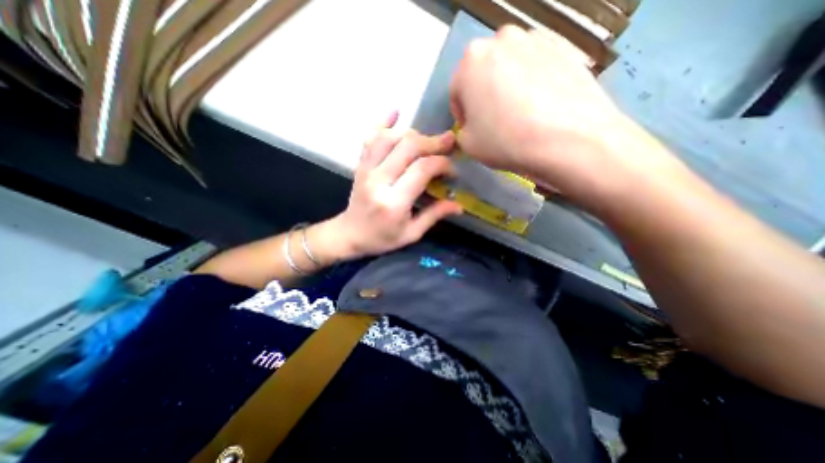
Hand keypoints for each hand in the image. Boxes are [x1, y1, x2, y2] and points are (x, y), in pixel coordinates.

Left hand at [324, 112, 462, 259]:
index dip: (442, 164)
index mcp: (393, 202)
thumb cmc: (381, 238)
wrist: (349, 234)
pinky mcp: (360, 165)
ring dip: (413, 134)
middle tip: (448, 143)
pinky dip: (382, 122)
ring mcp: (366, 170)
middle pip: (408, 147)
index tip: (452, 170)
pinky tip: (395, 111)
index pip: (422, 170)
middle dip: (432, 142)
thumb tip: (459, 205)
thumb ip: (434, 215)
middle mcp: (378, 181)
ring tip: (428, 140)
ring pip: (390, 138)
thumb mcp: (411, 234)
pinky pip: (370, 138)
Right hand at [449, 25, 678, 208]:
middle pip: (483, 73)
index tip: (472, 128)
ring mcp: (535, 39)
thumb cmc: (506, 141)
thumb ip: (462, 130)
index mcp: (470, 60)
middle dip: (483, 95)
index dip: (462, 113)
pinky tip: (539, 105)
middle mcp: (501, 40)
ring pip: (509, 67)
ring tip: (519, 113)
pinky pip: (536, 66)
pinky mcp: (564, 46)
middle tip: (493, 119)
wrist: (567, 139)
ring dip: (507, 86)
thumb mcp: (468, 145)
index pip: (457, 91)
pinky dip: (532, 82)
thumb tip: (472, 125)